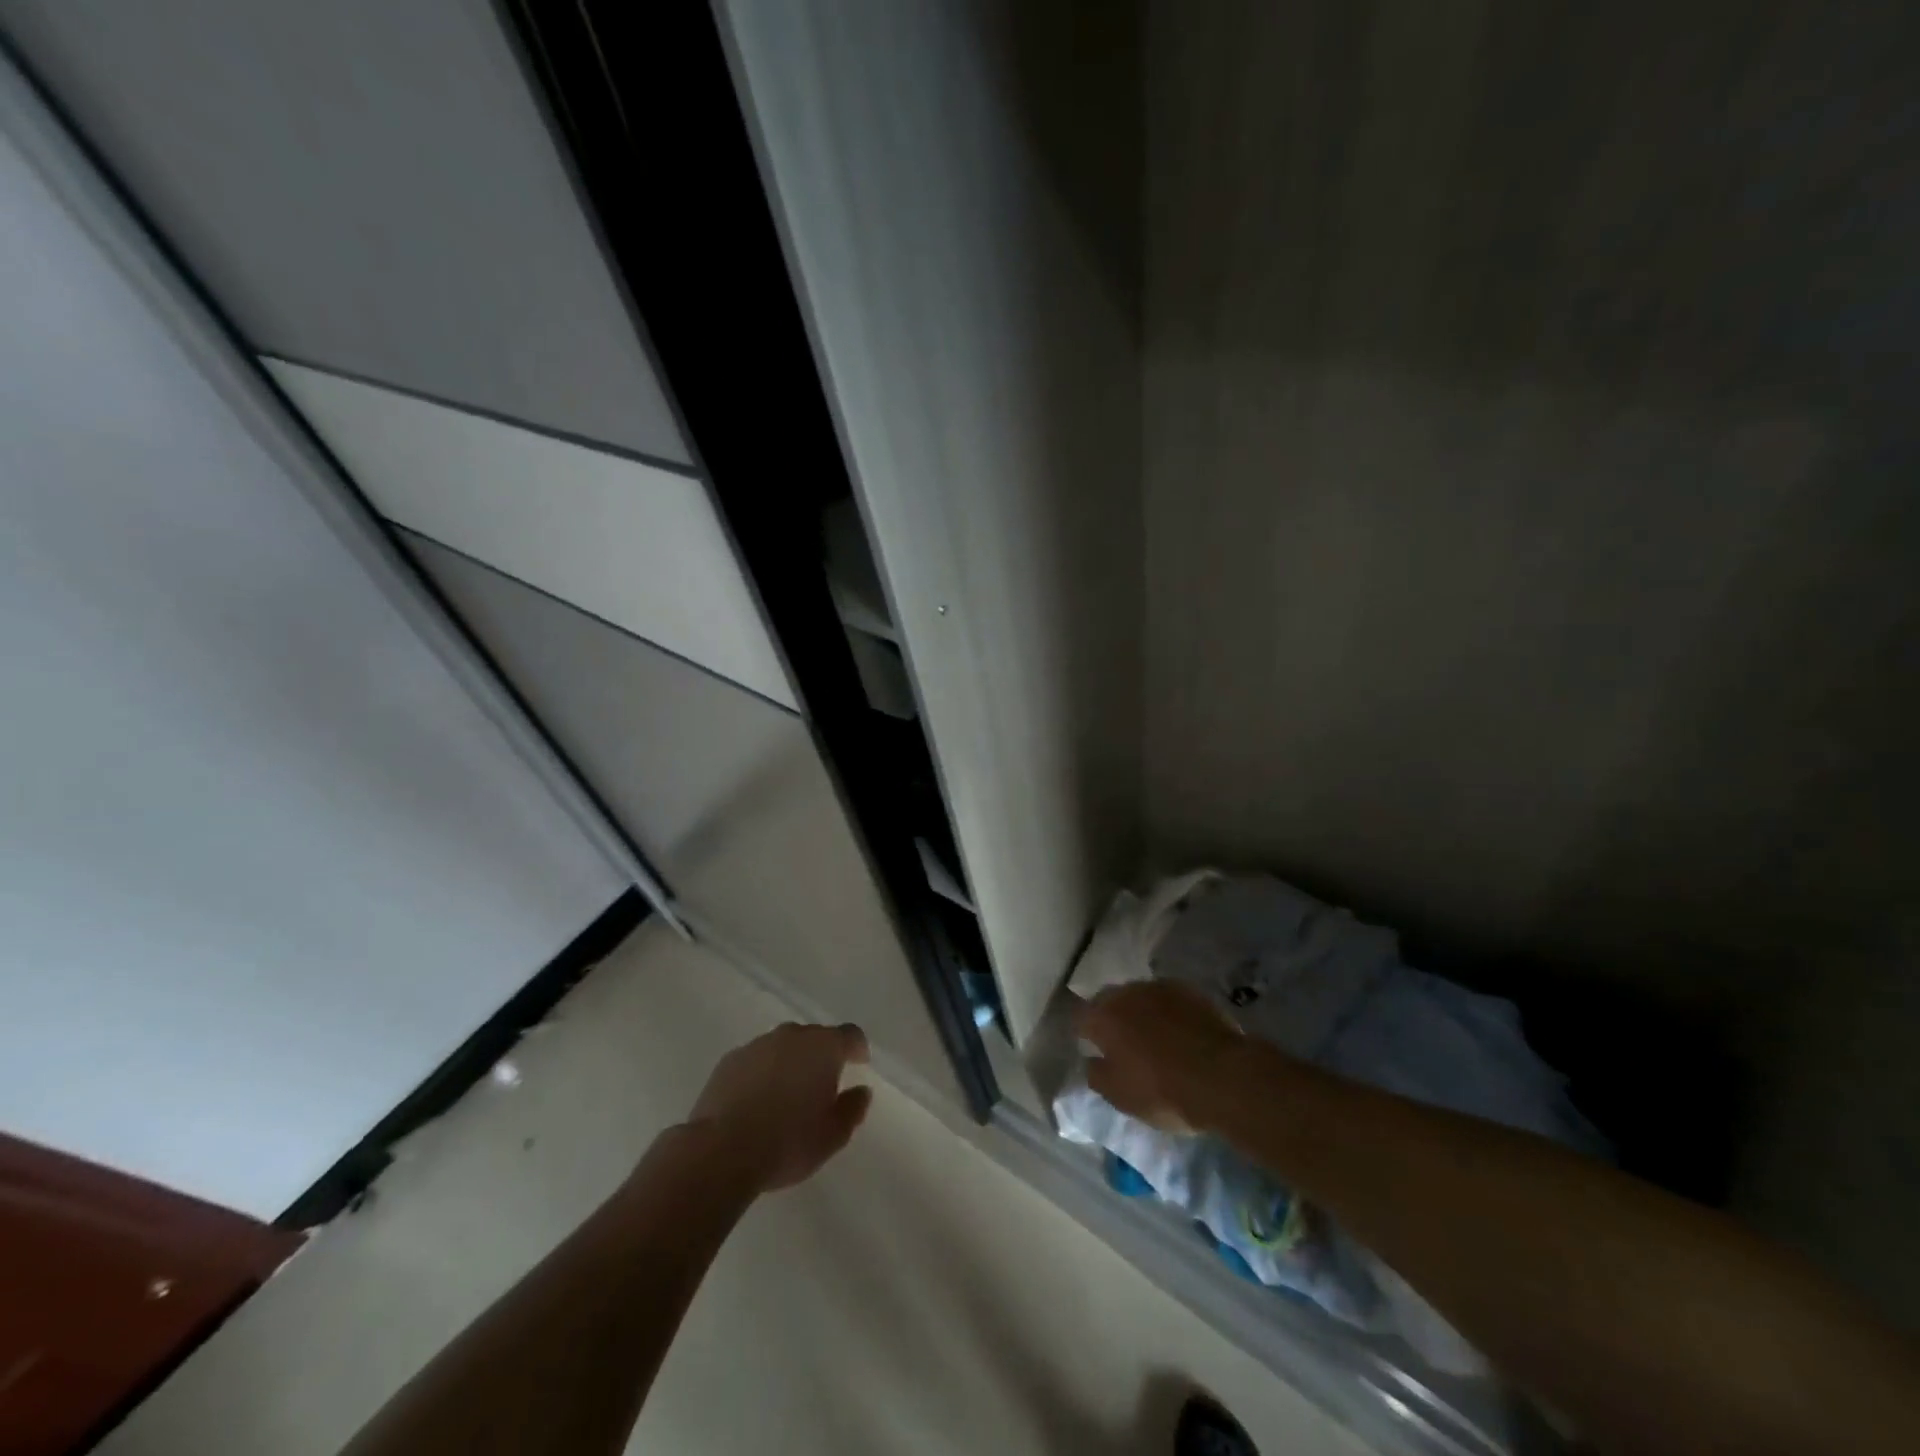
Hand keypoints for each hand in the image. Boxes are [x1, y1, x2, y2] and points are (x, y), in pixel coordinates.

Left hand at [687, 1022, 872, 1192]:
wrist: (721, 1151)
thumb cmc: (787, 1142)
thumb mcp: (833, 1136)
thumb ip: (853, 1109)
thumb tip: (861, 1091)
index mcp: (824, 1047)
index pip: (850, 1035)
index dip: (857, 1048)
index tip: (859, 1063)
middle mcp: (792, 1036)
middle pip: (815, 1037)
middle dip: (822, 1056)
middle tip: (822, 1085)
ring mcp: (758, 1045)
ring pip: (783, 1047)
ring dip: (790, 1063)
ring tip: (787, 1095)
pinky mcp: (729, 1060)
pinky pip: (756, 1060)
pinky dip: (763, 1073)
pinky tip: (757, 1101)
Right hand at [1077, 982, 1244, 1133]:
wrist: (1221, 1076)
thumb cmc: (1162, 1090)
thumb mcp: (1119, 1096)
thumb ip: (1096, 1074)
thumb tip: (1091, 1060)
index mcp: (1103, 1017)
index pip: (1081, 1018)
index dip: (1085, 1033)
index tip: (1093, 1048)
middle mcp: (1127, 992)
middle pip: (1109, 1000)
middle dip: (1112, 1017)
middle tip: (1122, 1042)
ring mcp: (1159, 987)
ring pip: (1139, 995)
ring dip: (1140, 1011)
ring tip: (1153, 1035)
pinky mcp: (1189, 990)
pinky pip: (1168, 998)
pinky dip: (1167, 1010)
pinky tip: (1179, 1030)